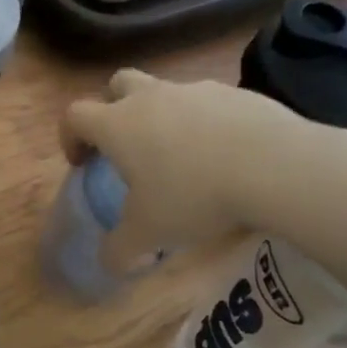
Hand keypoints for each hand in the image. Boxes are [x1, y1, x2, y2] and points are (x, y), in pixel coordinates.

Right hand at [60, 69, 346, 269]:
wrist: (276, 166)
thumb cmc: (194, 196)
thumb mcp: (148, 233)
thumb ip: (119, 250)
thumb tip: (108, 263)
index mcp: (118, 124)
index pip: (75, 115)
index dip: (70, 136)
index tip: (82, 163)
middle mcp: (151, 98)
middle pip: (117, 84)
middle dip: (113, 108)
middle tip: (126, 146)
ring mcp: (195, 90)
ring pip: (165, 92)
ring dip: (162, 116)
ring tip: (182, 157)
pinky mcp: (236, 93)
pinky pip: (208, 103)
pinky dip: (205, 123)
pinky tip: (225, 155)